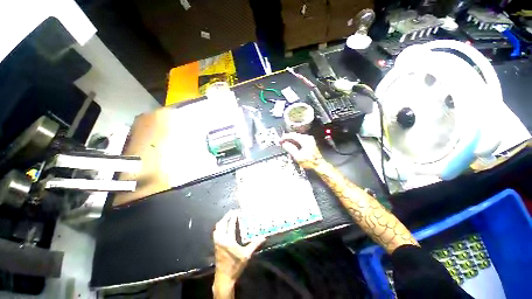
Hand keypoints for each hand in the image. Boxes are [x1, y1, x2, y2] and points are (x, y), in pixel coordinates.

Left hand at [213, 210, 264, 284]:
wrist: (224, 278)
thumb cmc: (235, 265)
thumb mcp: (246, 255)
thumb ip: (254, 244)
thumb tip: (263, 237)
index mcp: (228, 240)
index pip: (230, 225)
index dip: (233, 217)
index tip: (236, 211)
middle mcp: (221, 239)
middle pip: (221, 224)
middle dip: (226, 217)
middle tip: (232, 212)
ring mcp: (217, 242)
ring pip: (217, 228)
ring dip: (222, 221)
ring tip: (228, 217)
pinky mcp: (216, 246)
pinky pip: (216, 232)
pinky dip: (220, 227)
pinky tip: (223, 227)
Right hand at [280, 132, 325, 168]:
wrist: (319, 165)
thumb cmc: (309, 162)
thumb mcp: (297, 156)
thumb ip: (290, 148)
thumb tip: (284, 144)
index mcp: (305, 140)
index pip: (292, 135)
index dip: (284, 137)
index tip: (279, 140)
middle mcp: (308, 137)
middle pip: (295, 135)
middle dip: (287, 138)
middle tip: (280, 142)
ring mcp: (309, 139)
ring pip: (297, 137)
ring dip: (290, 140)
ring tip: (284, 143)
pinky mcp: (310, 142)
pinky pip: (300, 139)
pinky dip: (294, 141)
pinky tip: (291, 145)